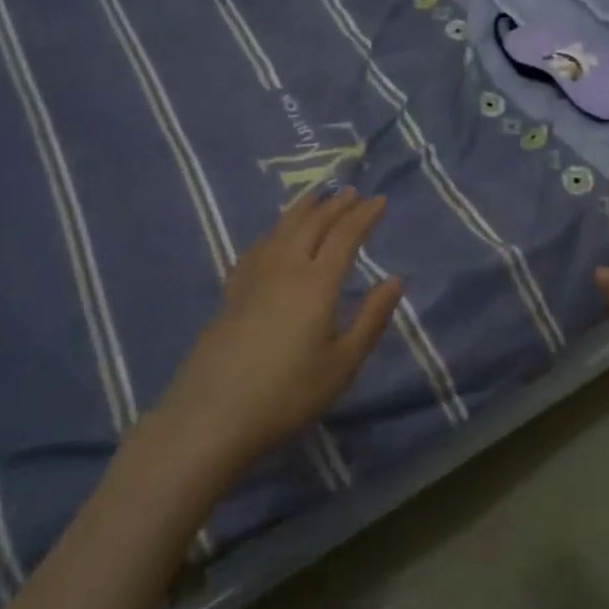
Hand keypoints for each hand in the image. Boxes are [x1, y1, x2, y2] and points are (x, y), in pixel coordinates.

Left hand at [155, 189, 404, 474]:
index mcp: (318, 282)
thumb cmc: (288, 394)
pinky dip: (274, 230)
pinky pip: (258, 246)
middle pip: (313, 224)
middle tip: (352, 193)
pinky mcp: (232, 291)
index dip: (364, 215)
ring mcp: (254, 276)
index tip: (380, 200)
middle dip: (336, 205)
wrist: (212, 416)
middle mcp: (286, 267)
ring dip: (304, 209)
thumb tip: (395, 280)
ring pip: (283, 228)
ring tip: (317, 197)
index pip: (345, 235)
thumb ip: (371, 318)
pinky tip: (274, 234)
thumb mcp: (342, 364)